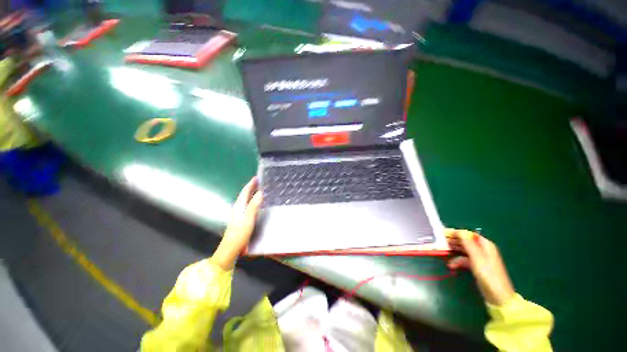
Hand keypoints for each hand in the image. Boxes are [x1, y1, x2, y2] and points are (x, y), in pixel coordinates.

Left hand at [211, 177, 262, 269]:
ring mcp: (239, 215)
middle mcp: (238, 208)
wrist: (230, 249)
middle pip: (245, 195)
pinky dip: (252, 201)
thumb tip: (260, 192)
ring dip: (252, 194)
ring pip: (246, 200)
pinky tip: (256, 204)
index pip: (245, 192)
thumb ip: (254, 205)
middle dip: (251, 187)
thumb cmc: (239, 233)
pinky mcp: (241, 220)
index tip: (257, 178)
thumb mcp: (248, 219)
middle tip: (260, 182)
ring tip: (259, 190)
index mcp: (239, 206)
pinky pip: (247, 206)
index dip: (251, 184)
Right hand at [446, 229, 514, 305]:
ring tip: (444, 252)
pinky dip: (458, 261)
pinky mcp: (477, 267)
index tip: (443, 234)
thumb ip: (467, 243)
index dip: (456, 233)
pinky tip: (451, 265)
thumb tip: (458, 231)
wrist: (498, 296)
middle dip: (454, 241)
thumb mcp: (477, 257)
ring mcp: (480, 259)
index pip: (468, 234)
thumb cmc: (488, 275)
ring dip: (454, 250)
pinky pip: (465, 259)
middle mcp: (483, 250)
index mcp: (485, 245)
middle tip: (441, 242)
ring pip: (464, 250)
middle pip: (466, 241)